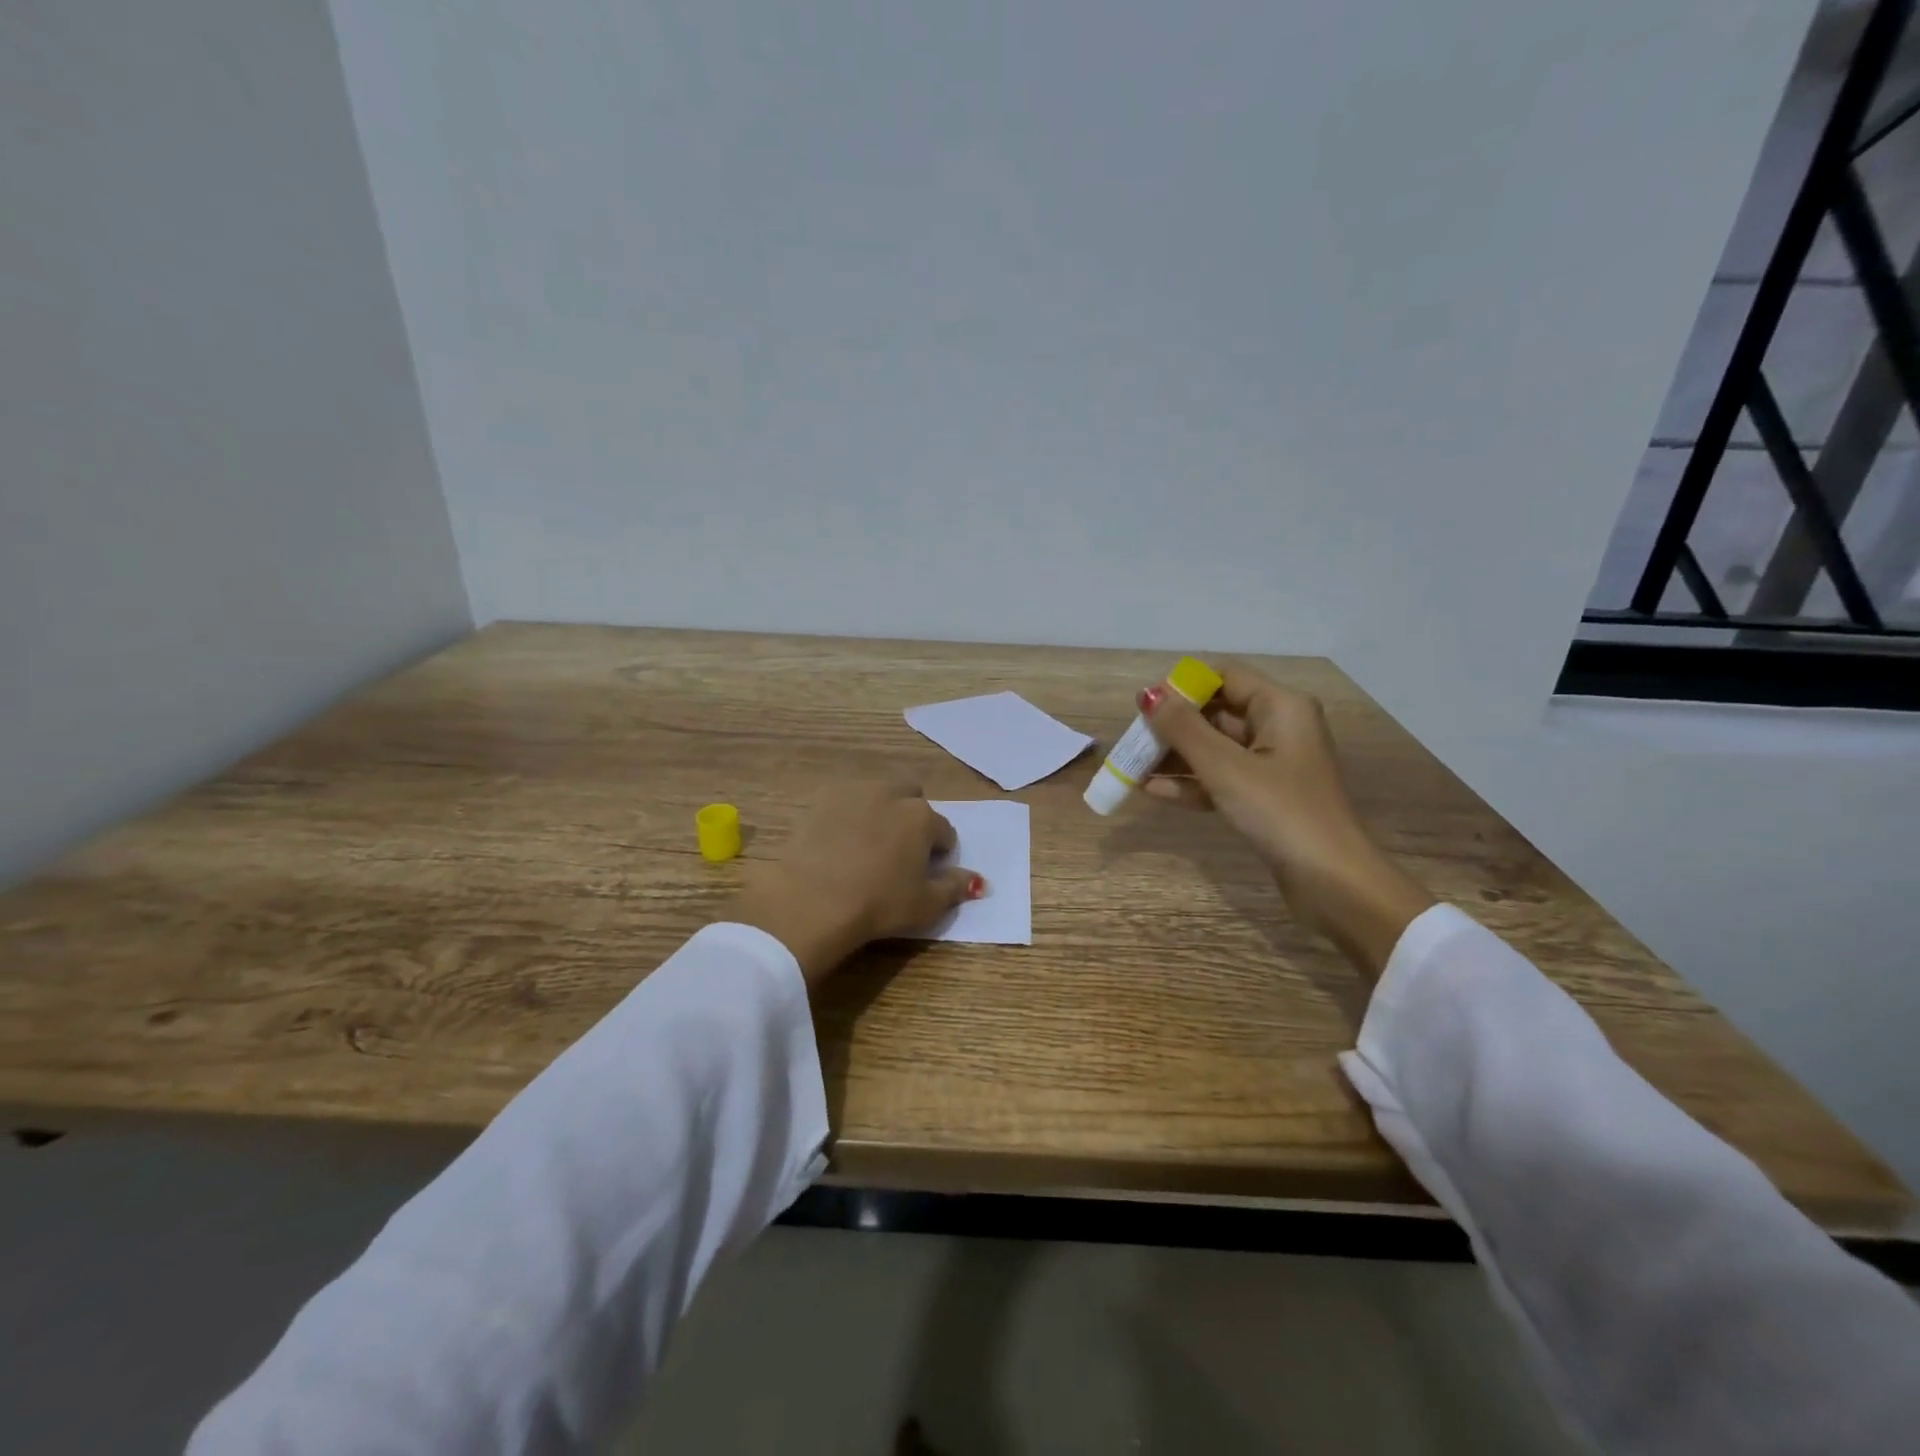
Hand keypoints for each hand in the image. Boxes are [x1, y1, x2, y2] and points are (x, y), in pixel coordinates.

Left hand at [731, 783, 984, 989]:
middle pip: (912, 798)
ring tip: (868, 845)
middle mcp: (891, 794)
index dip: (940, 853)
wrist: (812, 901)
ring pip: (877, 794)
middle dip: (912, 818)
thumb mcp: (926, 904)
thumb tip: (980, 881)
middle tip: (900, 852)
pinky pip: (844, 801)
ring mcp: (853, 793)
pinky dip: (848, 815)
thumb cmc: (878, 904)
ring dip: (881, 811)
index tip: (928, 872)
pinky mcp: (820, 800)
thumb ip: (956, 888)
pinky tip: (839, 842)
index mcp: (922, 817)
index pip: (944, 831)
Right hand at [1140, 667, 1434, 982]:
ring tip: (1133, 767)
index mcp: (1281, 707)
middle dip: (1173, 725)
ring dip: (1176, 757)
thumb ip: (1183, 728)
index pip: (1225, 677)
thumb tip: (1148, 694)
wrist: (1332, 882)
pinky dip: (1191, 783)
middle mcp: (1279, 728)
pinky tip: (1153, 792)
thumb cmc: (1280, 812)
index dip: (1183, 687)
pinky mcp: (1264, 798)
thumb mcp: (1225, 767)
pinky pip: (1220, 778)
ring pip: (1215, 748)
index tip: (1145, 705)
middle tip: (1133, 740)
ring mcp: (1272, 765)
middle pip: (1216, 712)